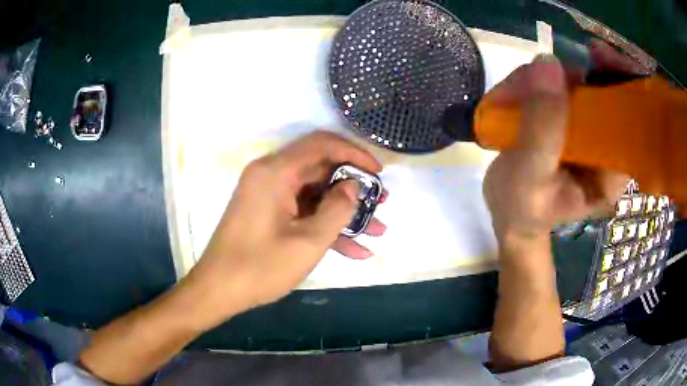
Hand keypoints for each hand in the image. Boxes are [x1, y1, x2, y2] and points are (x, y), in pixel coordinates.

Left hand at [185, 131, 384, 326]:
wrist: (218, 289)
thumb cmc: (260, 267)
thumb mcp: (308, 241)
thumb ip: (337, 209)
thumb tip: (353, 186)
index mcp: (276, 172)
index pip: (322, 145)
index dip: (355, 155)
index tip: (379, 173)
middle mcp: (270, 175)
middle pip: (320, 168)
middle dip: (353, 186)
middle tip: (380, 203)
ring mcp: (268, 195)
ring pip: (315, 193)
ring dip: (344, 211)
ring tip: (376, 229)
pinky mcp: (268, 212)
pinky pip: (302, 211)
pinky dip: (325, 225)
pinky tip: (355, 250)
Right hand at [483, 54, 626, 249]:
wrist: (510, 211)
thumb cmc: (523, 207)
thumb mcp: (531, 176)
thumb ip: (542, 127)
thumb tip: (548, 63)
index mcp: (613, 170)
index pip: (635, 121)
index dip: (626, 83)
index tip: (601, 56)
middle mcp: (607, 146)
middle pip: (610, 92)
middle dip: (584, 72)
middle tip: (555, 63)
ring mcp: (587, 129)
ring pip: (580, 82)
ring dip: (547, 76)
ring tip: (514, 93)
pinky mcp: (568, 118)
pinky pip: (559, 84)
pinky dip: (535, 79)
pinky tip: (516, 92)